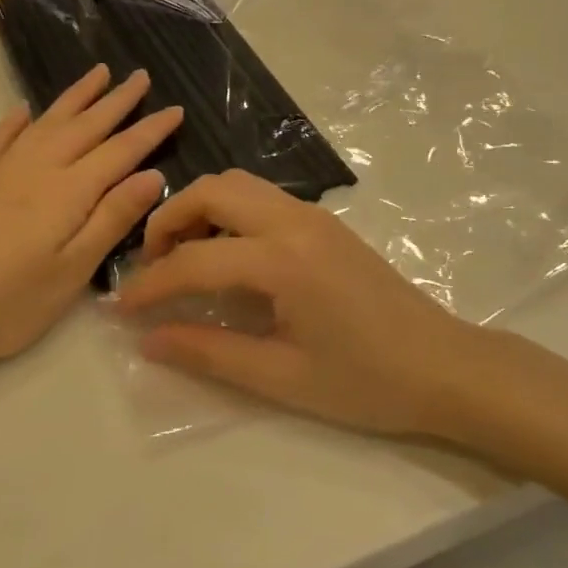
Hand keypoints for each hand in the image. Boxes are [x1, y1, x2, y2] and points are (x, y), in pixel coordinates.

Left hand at [0, 65, 181, 376]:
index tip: (176, 108)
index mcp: (69, 191)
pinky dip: (16, 120)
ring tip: (97, 73)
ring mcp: (1, 169)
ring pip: (46, 121)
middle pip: (86, 125)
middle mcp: (38, 167)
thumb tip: (151, 175)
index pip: (121, 150)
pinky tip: (23, 110)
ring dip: (75, 97)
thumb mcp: (72, 271)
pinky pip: (0, 137)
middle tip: (141, 75)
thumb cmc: (8, 303)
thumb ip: (111, 219)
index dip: (150, 129)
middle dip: (117, 100)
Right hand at [118, 170, 493, 438]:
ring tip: (184, 258)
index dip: (150, 284)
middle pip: (213, 190)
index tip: (120, 308)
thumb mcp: (282, 377)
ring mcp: (314, 216)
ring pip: (238, 185)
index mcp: (283, 259)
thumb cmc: (367, 382)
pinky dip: (229, 214)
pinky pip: (262, 198)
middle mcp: (295, 221)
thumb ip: (209, 352)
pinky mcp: (325, 224)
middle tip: (151, 267)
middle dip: (168, 221)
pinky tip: (227, 257)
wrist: (446, 367)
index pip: (194, 260)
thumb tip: (148, 340)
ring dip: (200, 210)